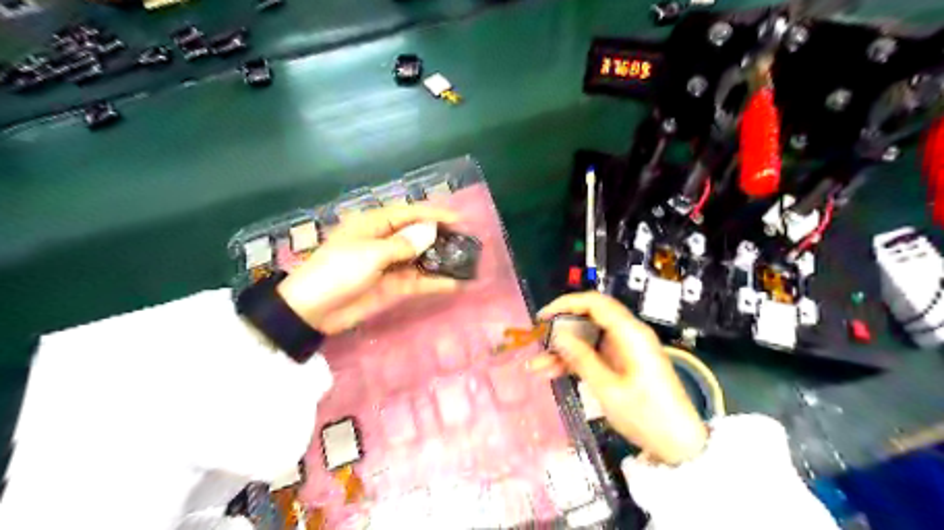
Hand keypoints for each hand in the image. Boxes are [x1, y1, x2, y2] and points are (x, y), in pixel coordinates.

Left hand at [278, 203, 461, 333]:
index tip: (460, 218)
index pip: (409, 213)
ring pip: (422, 258)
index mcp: (373, 224)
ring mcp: (391, 265)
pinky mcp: (394, 287)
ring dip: (442, 260)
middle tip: (468, 241)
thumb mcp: (369, 253)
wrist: (313, 311)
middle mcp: (385, 241)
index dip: (434, 214)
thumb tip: (430, 232)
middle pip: (419, 235)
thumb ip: (403, 244)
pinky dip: (437, 283)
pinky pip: (420, 281)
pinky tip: (457, 284)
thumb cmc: (337, 271)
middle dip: (442, 236)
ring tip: (468, 261)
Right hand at [527, 292, 704, 465]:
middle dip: (560, 330)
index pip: (594, 303)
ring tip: (536, 366)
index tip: (543, 317)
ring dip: (563, 350)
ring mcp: (623, 349)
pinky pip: (592, 353)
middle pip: (588, 319)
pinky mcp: (620, 362)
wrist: (678, 443)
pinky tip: (551, 373)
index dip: (566, 304)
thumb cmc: (647, 415)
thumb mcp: (609, 389)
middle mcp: (626, 334)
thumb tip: (557, 334)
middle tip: (537, 342)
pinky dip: (573, 361)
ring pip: (586, 338)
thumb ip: (582, 358)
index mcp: (629, 333)